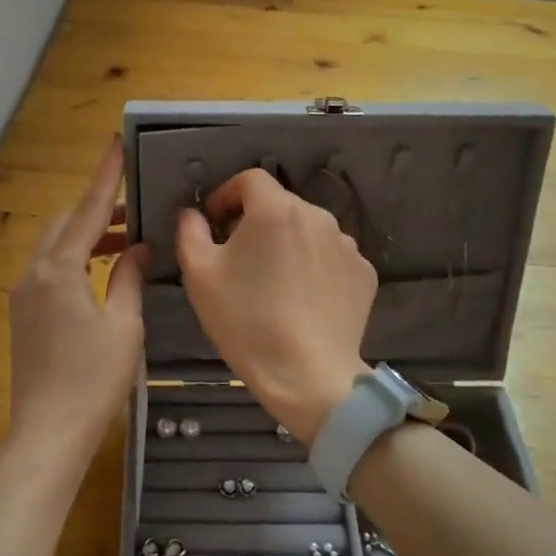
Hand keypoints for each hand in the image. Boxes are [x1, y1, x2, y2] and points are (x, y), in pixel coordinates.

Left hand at [7, 137, 149, 468]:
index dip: (104, 177)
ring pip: (54, 246)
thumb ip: (128, 277)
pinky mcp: (23, 314)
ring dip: (85, 235)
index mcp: (58, 270)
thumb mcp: (123, 325)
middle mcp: (33, 273)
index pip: (86, 210)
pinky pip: (49, 269)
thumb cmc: (93, 380)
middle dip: (95, 209)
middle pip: (63, 224)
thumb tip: (137, 247)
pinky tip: (100, 271)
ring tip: (123, 238)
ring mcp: (23, 294)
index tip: (115, 144)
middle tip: (133, 207)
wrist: (48, 433)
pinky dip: (74, 258)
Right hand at [177, 170, 374, 445]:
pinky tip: (303, 300)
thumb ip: (191, 232)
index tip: (215, 221)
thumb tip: (194, 214)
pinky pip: (332, 259)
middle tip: (239, 258)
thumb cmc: (246, 321)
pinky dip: (315, 269)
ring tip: (274, 283)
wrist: (307, 375)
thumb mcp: (200, 275)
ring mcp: (347, 246)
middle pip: (281, 206)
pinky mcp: (365, 274)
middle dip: (256, 223)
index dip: (227, 194)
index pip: (250, 180)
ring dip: (288, 245)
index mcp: (276, 210)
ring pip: (308, 232)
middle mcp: (318, 216)